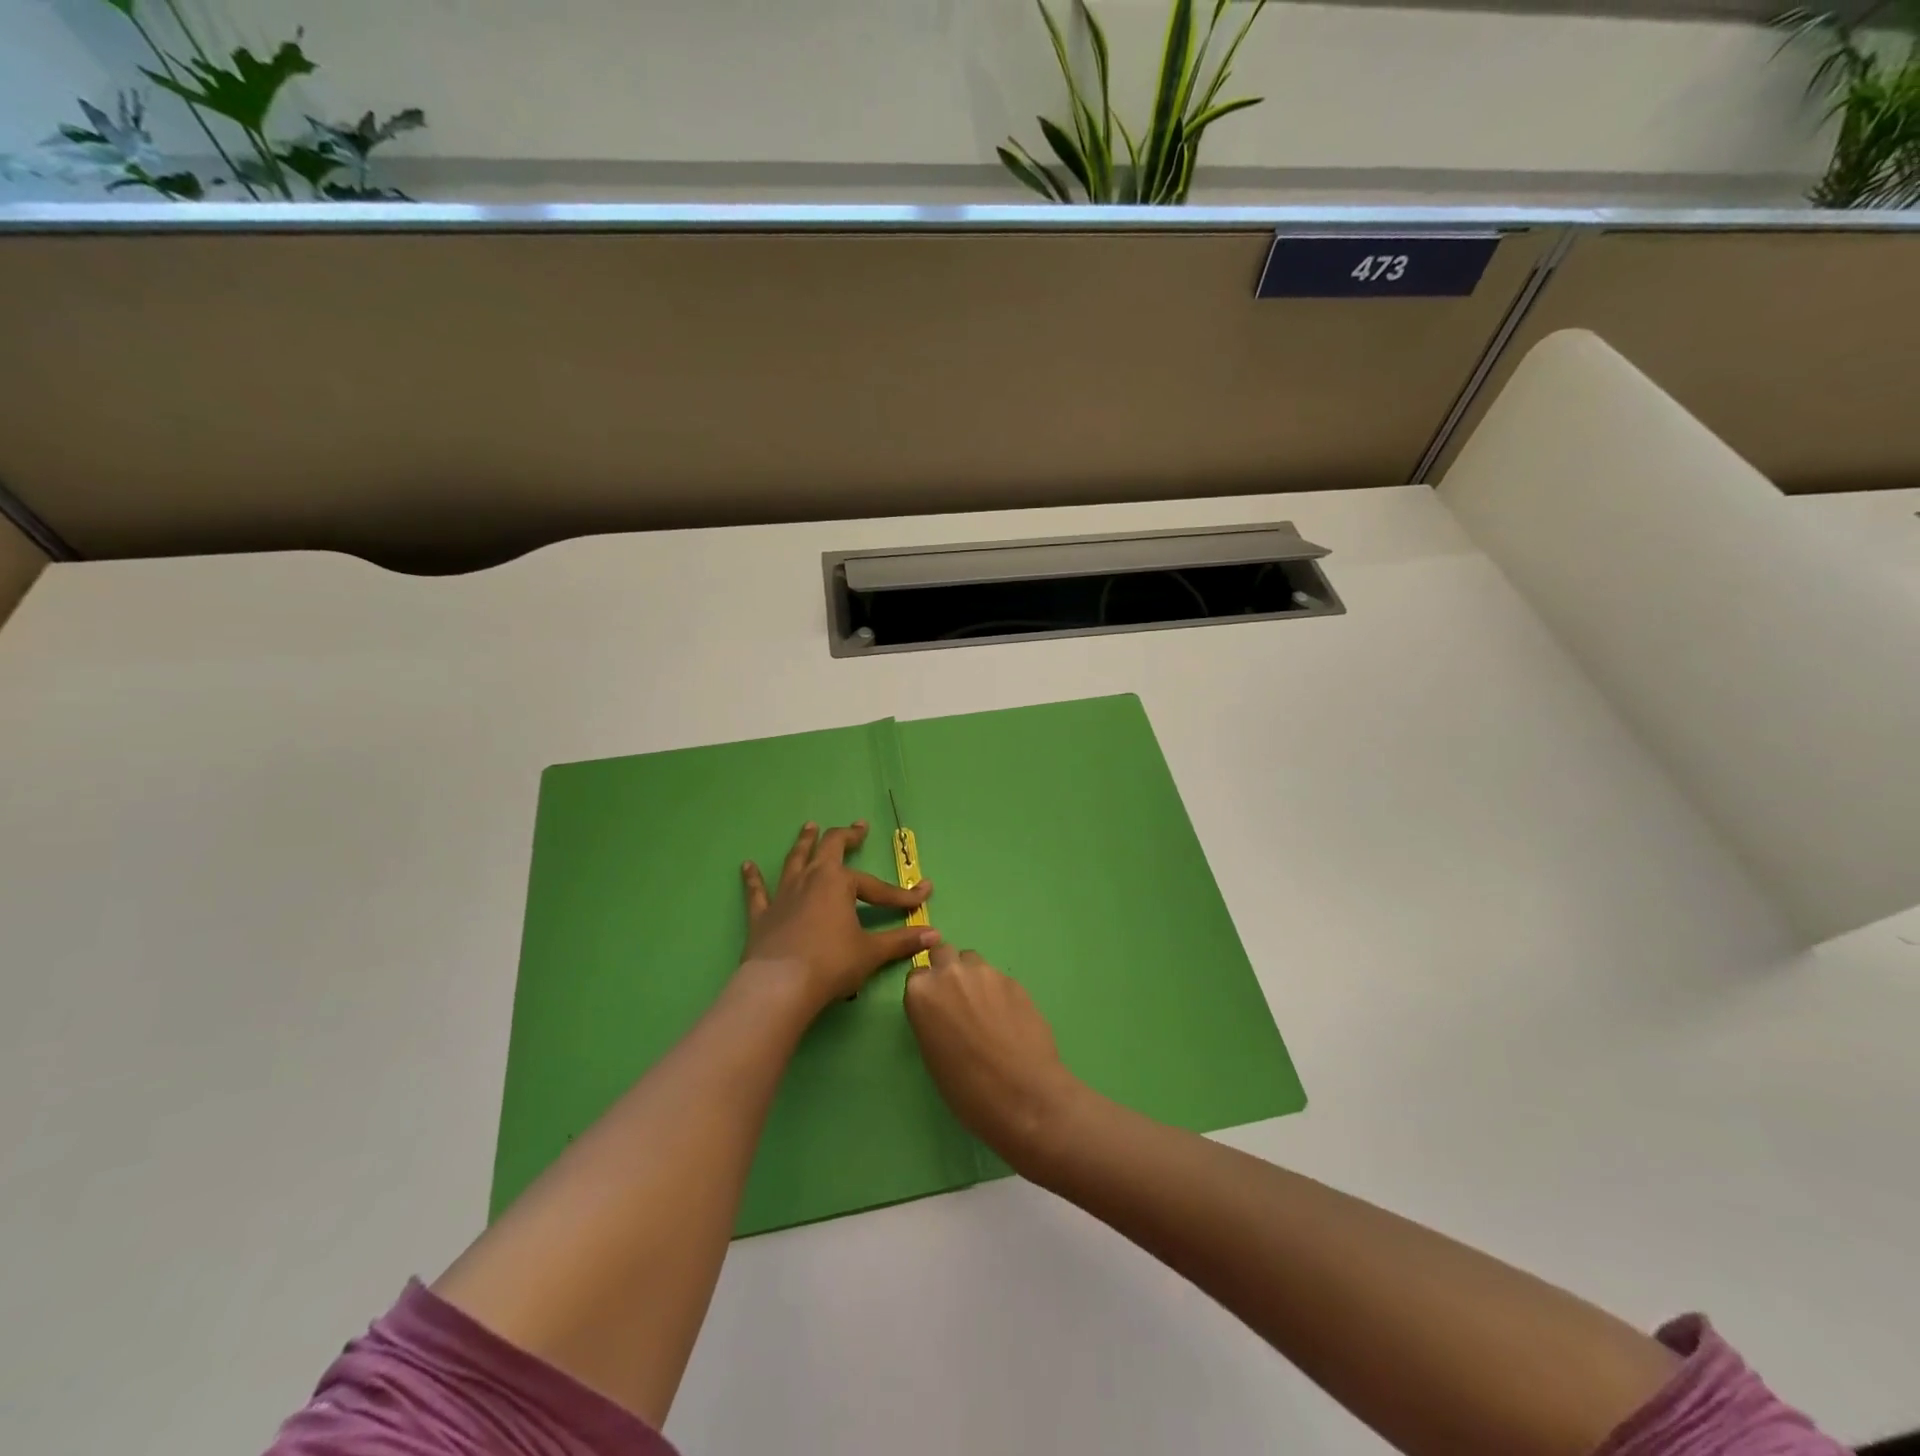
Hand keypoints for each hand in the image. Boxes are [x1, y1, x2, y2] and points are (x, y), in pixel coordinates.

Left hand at [741, 821, 938, 1010]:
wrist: (780, 987)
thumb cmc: (831, 964)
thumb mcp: (871, 952)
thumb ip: (902, 941)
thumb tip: (935, 936)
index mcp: (838, 883)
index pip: (877, 887)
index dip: (901, 894)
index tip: (923, 895)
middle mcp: (810, 879)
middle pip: (829, 848)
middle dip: (846, 837)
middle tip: (858, 828)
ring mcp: (783, 894)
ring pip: (794, 860)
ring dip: (804, 842)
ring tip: (809, 826)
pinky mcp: (762, 915)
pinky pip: (757, 892)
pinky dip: (753, 878)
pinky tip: (747, 865)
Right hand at [904, 945, 1085, 1165]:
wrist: (1023, 1094)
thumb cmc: (967, 1088)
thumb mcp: (932, 1055)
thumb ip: (933, 1019)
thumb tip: (944, 1012)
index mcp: (923, 993)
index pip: (917, 974)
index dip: (927, 990)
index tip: (934, 1006)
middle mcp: (951, 973)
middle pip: (944, 954)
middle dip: (948, 970)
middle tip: (957, 999)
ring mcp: (986, 973)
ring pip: (973, 961)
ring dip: (974, 977)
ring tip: (985, 1009)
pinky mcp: (1014, 981)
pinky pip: (999, 978)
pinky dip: (999, 992)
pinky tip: (1009, 1019)